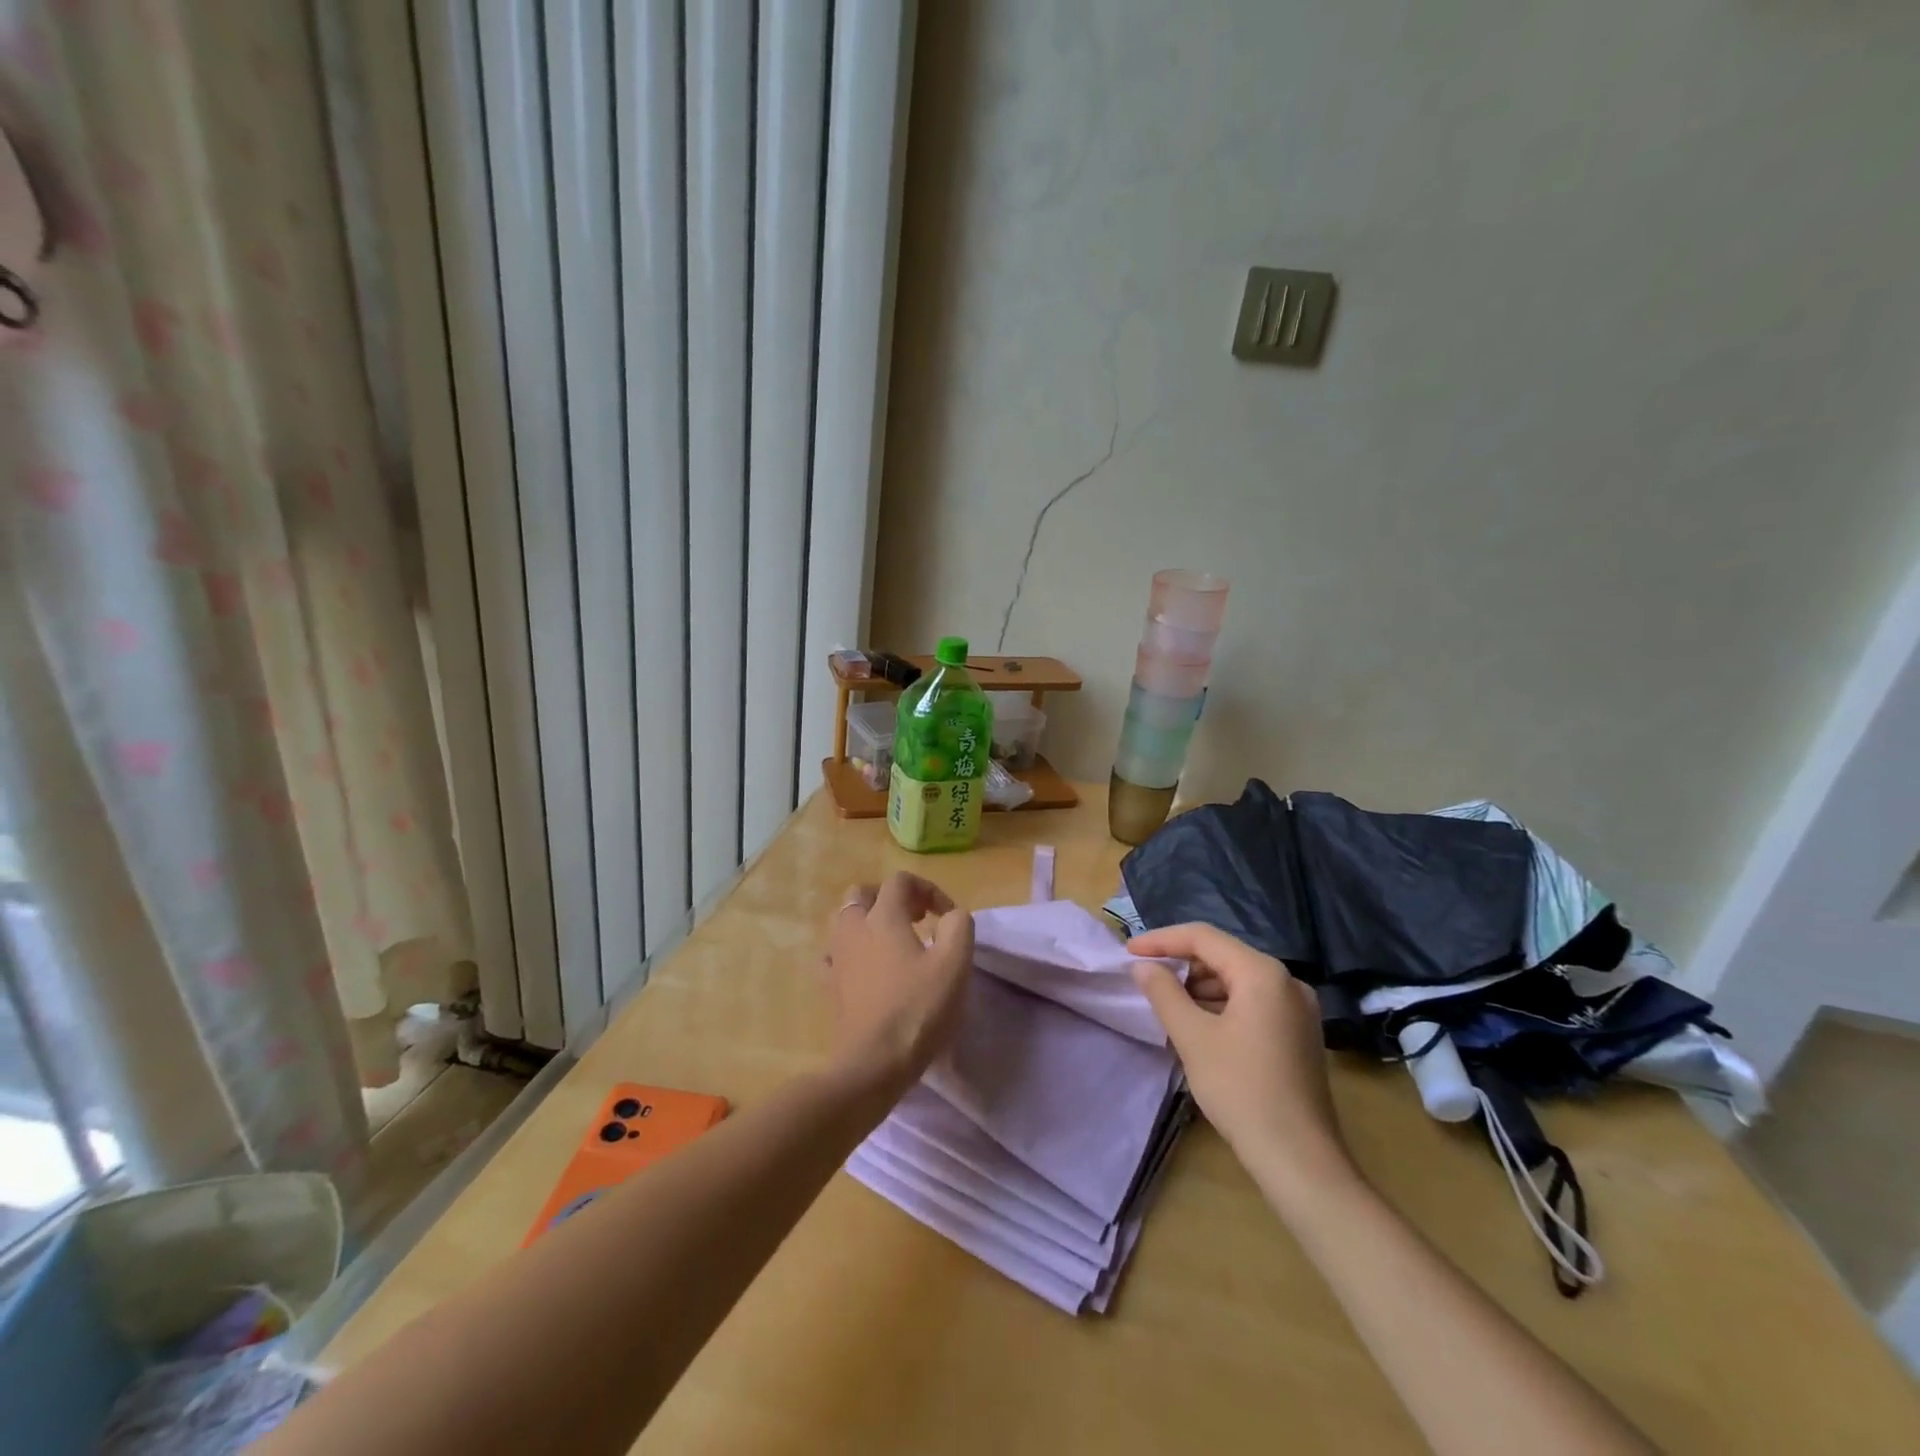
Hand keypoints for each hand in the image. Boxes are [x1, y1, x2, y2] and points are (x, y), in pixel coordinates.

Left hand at [823, 872, 973, 1090]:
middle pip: (864, 893)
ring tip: (893, 942)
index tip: (947, 917)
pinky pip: (834, 954)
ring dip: (868, 921)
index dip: (928, 890)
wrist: (873, 1063)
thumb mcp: (955, 963)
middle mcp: (853, 928)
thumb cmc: (918, 1008)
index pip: (901, 881)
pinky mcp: (829, 986)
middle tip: (916, 919)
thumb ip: (958, 926)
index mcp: (883, 916)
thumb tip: (950, 916)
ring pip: (845, 920)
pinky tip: (867, 968)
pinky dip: (851, 952)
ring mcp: (836, 957)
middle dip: (891, 898)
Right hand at [1129, 923, 1352, 1189]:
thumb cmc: (1241, 1090)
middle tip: (1145, 977)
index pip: (1203, 937)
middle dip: (1181, 962)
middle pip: (1223, 955)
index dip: (1162, 940)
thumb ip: (1164, 993)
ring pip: (1237, 979)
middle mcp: (1287, 981)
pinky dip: (1221, 1004)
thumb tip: (1143, 966)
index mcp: (1263, 973)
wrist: (1299, 1159)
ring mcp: (1298, 1008)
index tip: (1128, 952)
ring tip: (1166, 1002)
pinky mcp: (1298, 1033)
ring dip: (1199, 986)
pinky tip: (1198, 1024)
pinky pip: (1252, 1002)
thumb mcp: (1192, 1037)